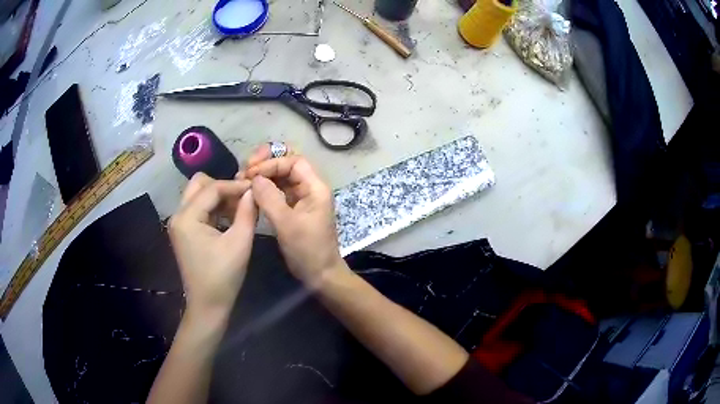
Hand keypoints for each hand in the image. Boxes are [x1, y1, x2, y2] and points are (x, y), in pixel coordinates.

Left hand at [169, 173, 256, 317]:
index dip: (235, 185)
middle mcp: (178, 215)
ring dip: (218, 197)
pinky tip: (230, 217)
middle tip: (243, 198)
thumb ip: (247, 212)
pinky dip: (214, 208)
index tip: (256, 188)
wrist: (208, 305)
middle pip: (199, 185)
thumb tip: (253, 191)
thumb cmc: (223, 277)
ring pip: (198, 195)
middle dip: (222, 187)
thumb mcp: (239, 243)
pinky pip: (198, 208)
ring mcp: (179, 223)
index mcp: (187, 217)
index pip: (212, 188)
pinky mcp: (184, 231)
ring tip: (240, 208)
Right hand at [241, 145, 345, 285]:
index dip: (271, 162)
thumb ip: (270, 198)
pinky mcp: (294, 209)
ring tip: (243, 179)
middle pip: (288, 164)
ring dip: (263, 175)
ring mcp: (302, 198)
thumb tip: (254, 177)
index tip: (251, 172)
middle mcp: (310, 188)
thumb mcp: (287, 224)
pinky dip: (264, 189)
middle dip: (266, 163)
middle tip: (245, 169)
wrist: (320, 275)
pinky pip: (278, 191)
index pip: (293, 161)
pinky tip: (250, 192)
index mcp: (315, 187)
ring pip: (281, 177)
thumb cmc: (307, 250)